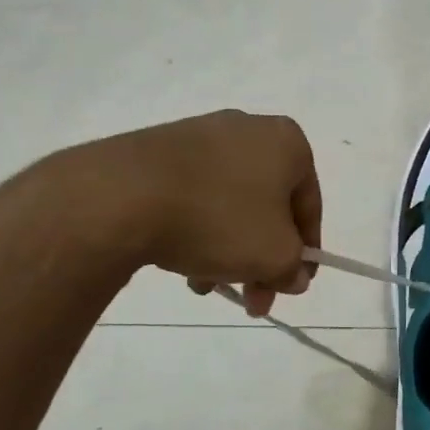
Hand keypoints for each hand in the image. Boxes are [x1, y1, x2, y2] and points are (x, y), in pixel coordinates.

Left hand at [53, 110, 321, 316]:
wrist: (120, 196)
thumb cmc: (218, 219)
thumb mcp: (274, 256)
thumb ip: (294, 268)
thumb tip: (294, 275)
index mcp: (287, 142)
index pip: (309, 206)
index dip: (305, 253)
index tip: (291, 287)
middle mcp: (248, 128)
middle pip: (268, 207)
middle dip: (261, 259)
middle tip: (252, 301)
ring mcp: (200, 135)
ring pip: (229, 205)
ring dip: (228, 250)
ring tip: (204, 287)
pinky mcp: (159, 149)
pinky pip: (194, 195)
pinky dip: (196, 229)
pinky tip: (180, 263)